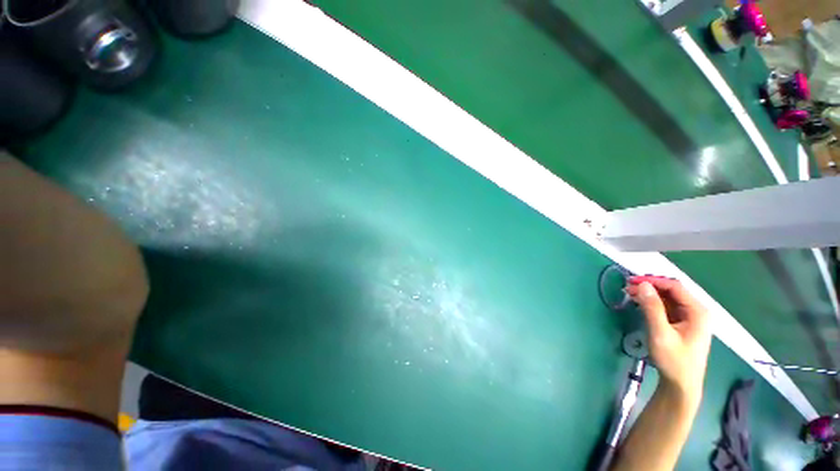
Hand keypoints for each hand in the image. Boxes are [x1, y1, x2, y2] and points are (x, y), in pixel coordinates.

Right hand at [626, 276, 711, 401]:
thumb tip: (643, 285)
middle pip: (672, 291)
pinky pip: (668, 308)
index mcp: (698, 312)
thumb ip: (652, 308)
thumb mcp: (660, 333)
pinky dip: (653, 304)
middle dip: (650, 287)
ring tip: (630, 294)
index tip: (631, 281)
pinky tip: (640, 304)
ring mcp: (691, 319)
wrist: (681, 385)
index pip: (675, 287)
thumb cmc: (673, 360)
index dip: (653, 281)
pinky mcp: (683, 325)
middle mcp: (697, 312)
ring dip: (650, 295)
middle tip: (628, 288)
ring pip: (669, 299)